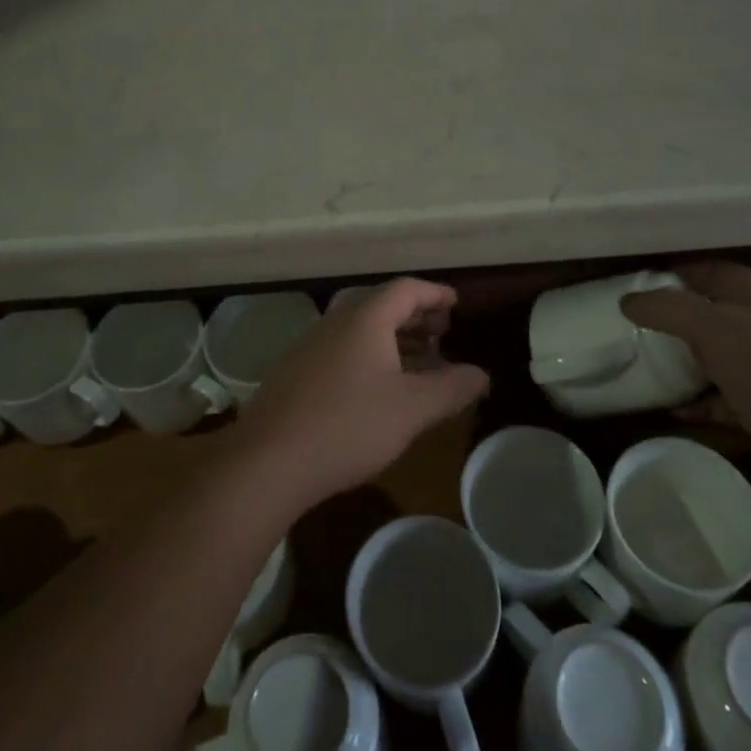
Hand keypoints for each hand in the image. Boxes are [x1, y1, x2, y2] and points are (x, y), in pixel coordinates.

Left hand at [230, 278, 489, 512]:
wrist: (268, 461)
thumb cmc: (348, 425)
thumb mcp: (412, 409)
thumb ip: (451, 388)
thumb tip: (481, 374)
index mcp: (365, 318)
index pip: (406, 289)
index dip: (435, 294)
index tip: (456, 303)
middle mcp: (335, 322)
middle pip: (382, 305)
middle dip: (416, 315)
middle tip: (443, 330)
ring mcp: (310, 345)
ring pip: (361, 328)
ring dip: (393, 337)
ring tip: (419, 358)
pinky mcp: (295, 371)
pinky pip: (343, 348)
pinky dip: (370, 354)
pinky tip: (378, 386)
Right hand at [622, 261, 750, 506]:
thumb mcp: (711, 327)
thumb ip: (667, 308)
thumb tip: (628, 300)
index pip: (716, 271)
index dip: (679, 272)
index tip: (641, 282)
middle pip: (720, 314)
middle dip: (681, 317)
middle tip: (640, 323)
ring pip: (725, 357)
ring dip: (691, 361)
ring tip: (651, 363)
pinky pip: (729, 399)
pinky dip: (703, 402)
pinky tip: (674, 408)